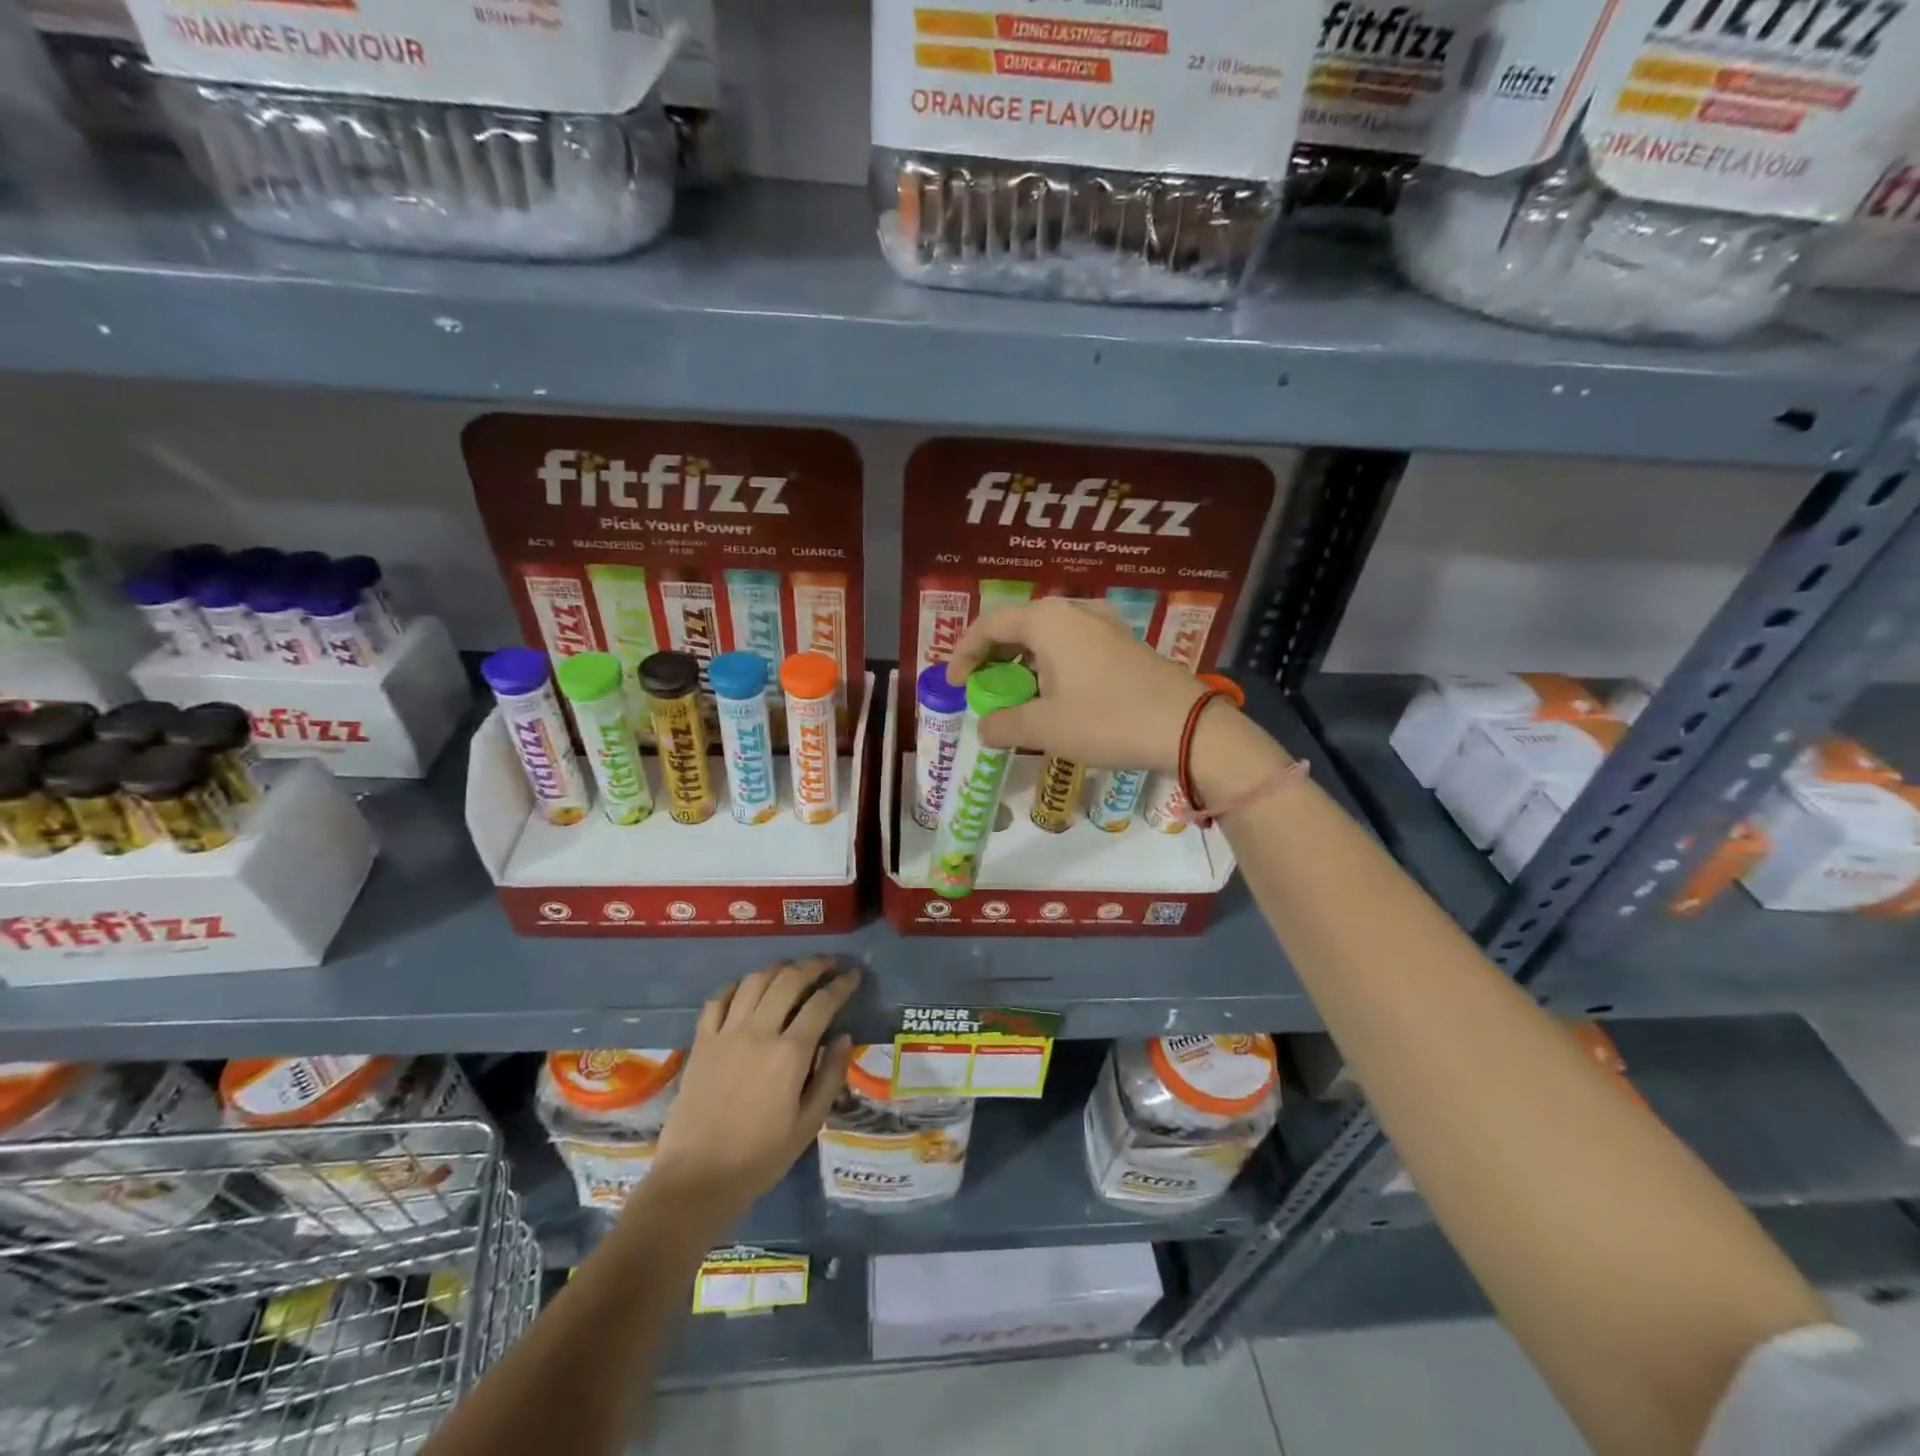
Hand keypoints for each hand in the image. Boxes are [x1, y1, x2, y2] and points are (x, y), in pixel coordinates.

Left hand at [649, 959, 857, 1223]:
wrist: (697, 1179)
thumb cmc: (760, 1158)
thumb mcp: (808, 1124)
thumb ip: (830, 1076)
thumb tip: (844, 1036)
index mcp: (790, 1054)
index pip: (822, 1002)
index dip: (842, 984)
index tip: (854, 975)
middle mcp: (759, 1032)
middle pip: (790, 980)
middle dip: (815, 965)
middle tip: (830, 963)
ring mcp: (726, 1033)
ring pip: (755, 981)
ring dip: (779, 968)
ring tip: (794, 970)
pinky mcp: (702, 1042)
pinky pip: (719, 999)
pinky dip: (737, 985)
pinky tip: (749, 988)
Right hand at [944, 598, 1210, 771]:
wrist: (1187, 728)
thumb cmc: (1107, 720)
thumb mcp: (1045, 728)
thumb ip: (1004, 724)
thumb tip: (984, 727)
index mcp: (1047, 620)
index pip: (988, 624)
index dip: (963, 653)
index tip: (953, 684)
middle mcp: (1074, 611)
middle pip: (1018, 625)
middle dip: (993, 657)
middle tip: (981, 688)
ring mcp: (1104, 624)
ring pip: (1047, 636)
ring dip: (1024, 663)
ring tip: (1016, 695)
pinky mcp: (1124, 643)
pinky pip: (1073, 646)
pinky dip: (1052, 665)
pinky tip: (1056, 694)